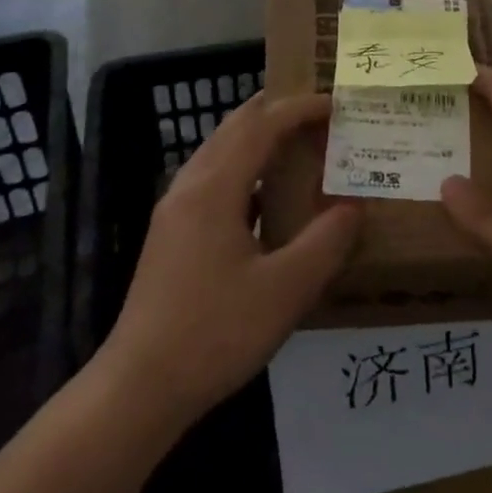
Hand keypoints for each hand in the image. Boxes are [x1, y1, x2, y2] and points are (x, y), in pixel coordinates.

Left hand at [101, 93, 359, 427]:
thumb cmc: (215, 334)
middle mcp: (190, 187)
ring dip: (259, 136)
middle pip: (235, 127)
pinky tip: (267, 194)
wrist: (138, 388)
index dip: (300, 108)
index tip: (337, 104)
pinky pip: (213, 177)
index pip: (262, 125)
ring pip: (220, 150)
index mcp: (215, 189)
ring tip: (299, 141)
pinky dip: (245, 166)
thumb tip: (354, 206)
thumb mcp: (285, 291)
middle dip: (277, 110)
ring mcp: (175, 211)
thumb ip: (326, 242)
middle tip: (320, 113)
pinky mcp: (171, 235)